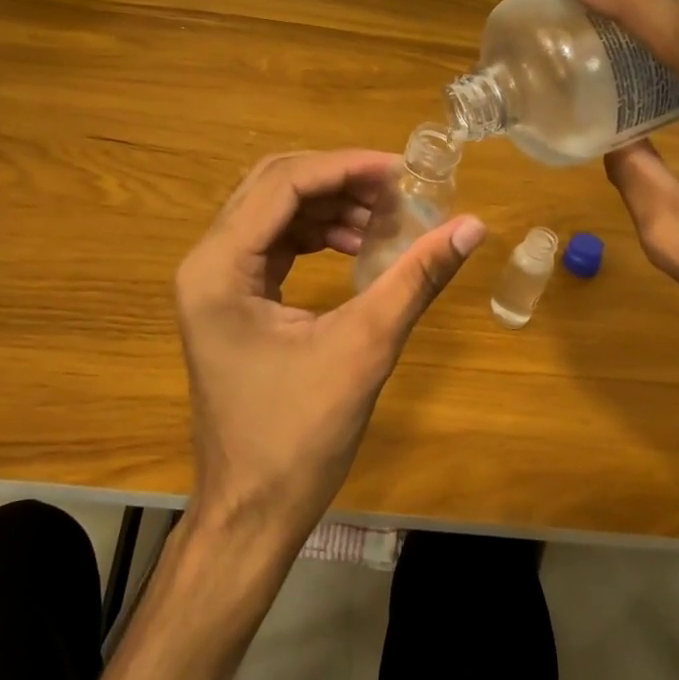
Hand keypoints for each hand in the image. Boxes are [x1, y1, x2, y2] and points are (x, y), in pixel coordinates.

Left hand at [174, 150, 485, 551]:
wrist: (252, 512)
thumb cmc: (298, 438)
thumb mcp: (364, 348)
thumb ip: (415, 279)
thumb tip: (472, 226)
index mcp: (219, 268)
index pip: (282, 184)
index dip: (345, 168)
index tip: (401, 171)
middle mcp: (206, 262)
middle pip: (273, 187)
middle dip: (338, 181)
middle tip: (397, 190)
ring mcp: (214, 281)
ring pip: (274, 212)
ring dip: (330, 207)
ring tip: (387, 220)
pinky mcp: (232, 299)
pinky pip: (275, 243)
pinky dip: (318, 235)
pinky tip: (359, 248)